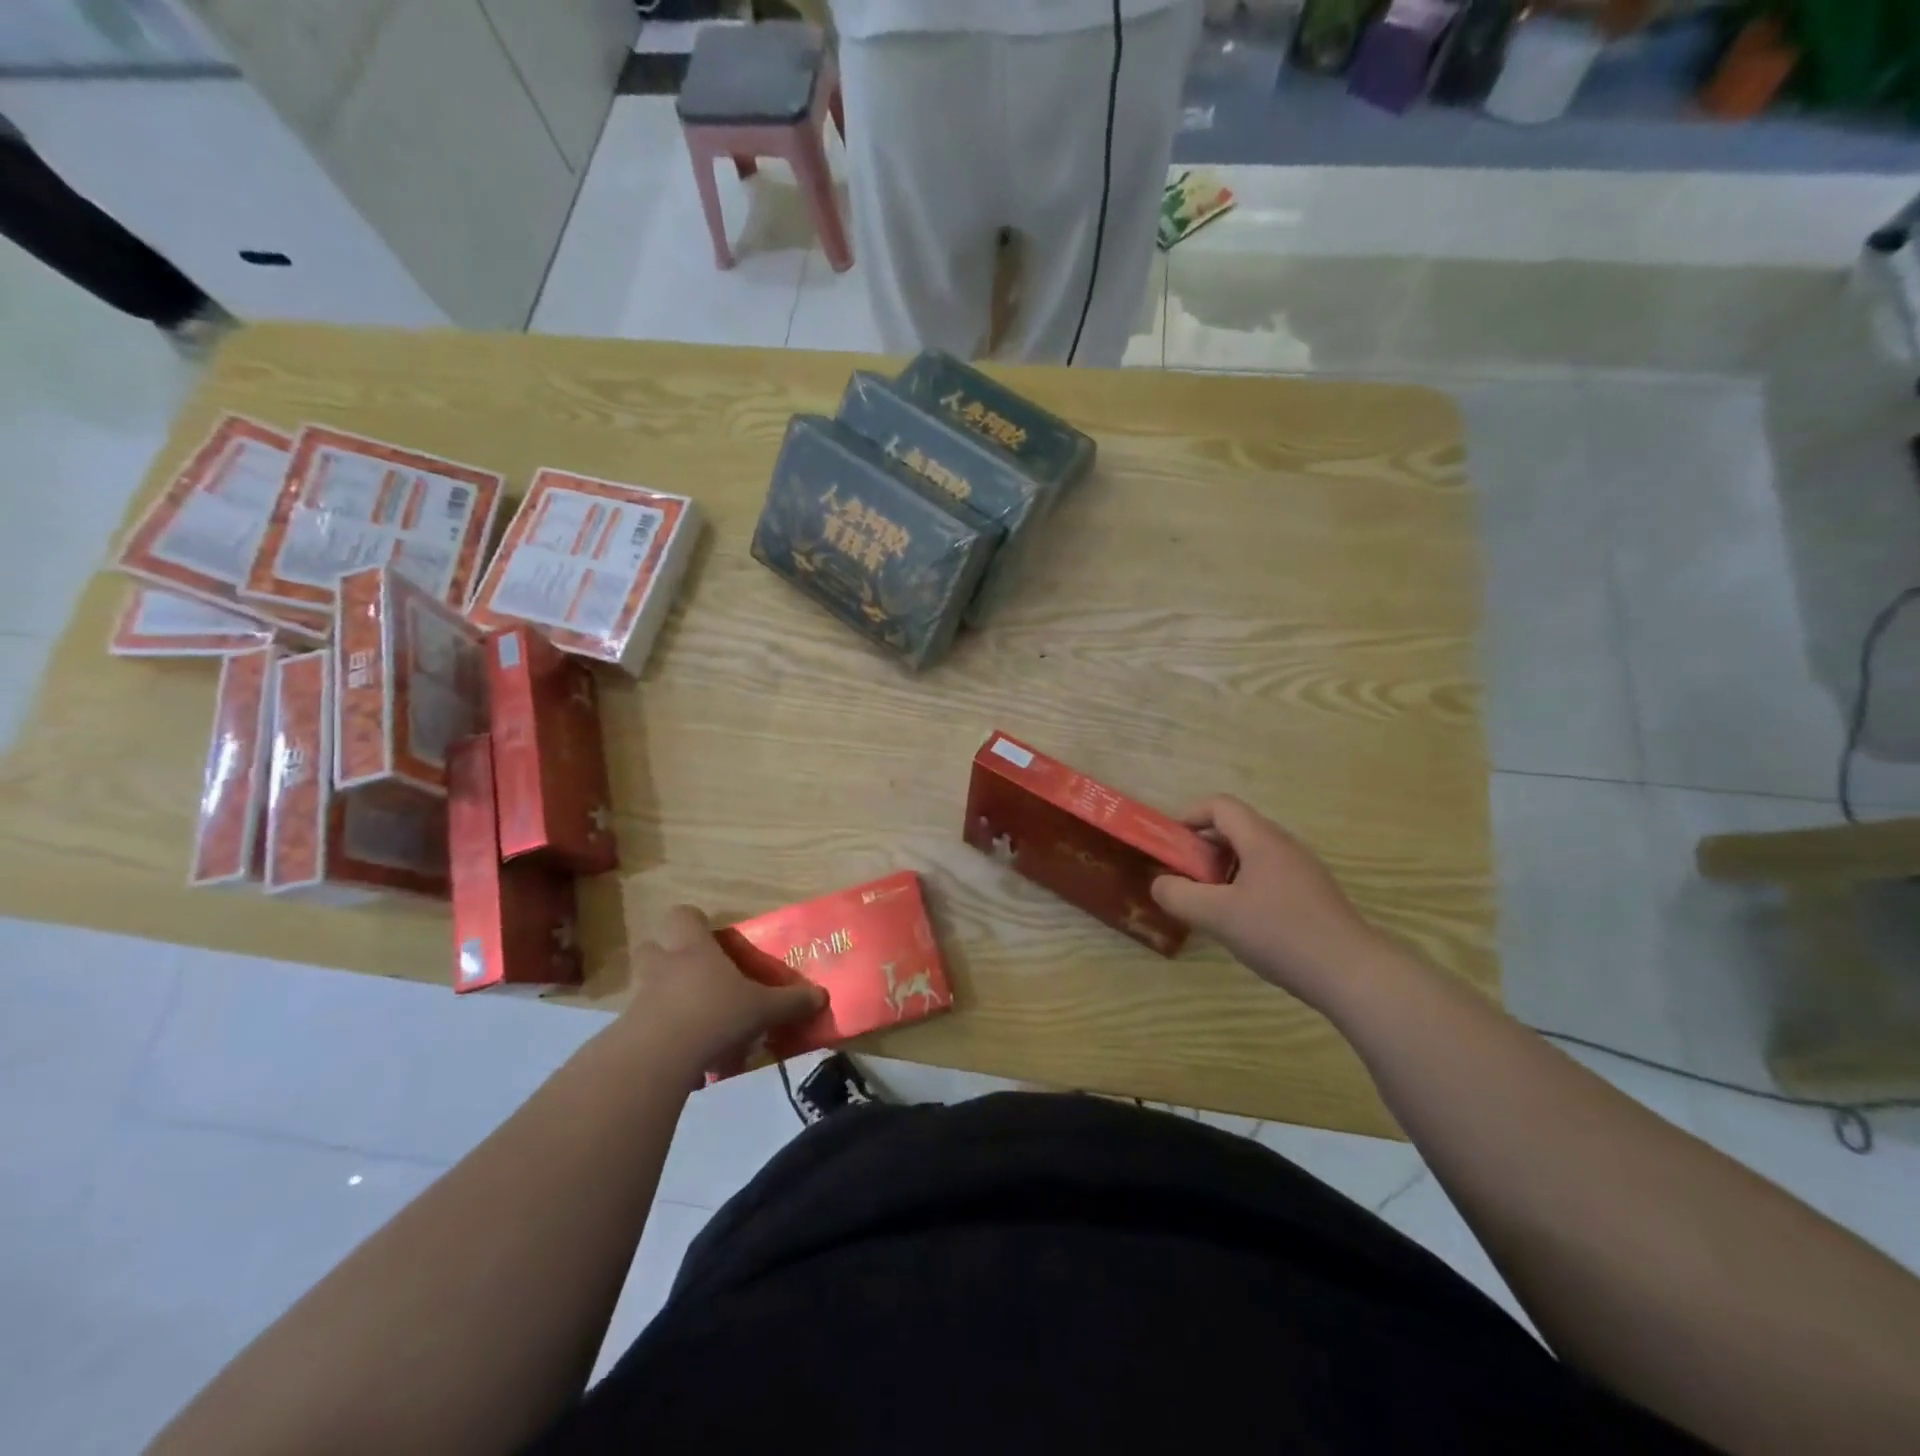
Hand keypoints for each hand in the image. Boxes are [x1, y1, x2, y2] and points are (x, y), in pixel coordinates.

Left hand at [619, 905, 825, 1076]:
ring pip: (648, 987)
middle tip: (697, 976)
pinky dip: (662, 1034)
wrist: (657, 1058)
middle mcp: (662, 965)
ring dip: (667, 999)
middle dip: (671, 958)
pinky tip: (686, 1055)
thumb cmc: (714, 1014)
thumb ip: (791, 1002)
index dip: (695, 923)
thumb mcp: (763, 1009)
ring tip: (695, 1022)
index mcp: (694, 948)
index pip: (683, 916)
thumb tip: (822, 996)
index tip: (711, 938)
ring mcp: (640, 998)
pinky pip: (646, 1024)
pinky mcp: (627, 1032)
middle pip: (654, 947)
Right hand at [1150, 795, 1384, 1010]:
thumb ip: (1178, 895)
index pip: (1219, 805)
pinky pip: (1268, 875)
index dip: (1189, 816)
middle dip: (1202, 846)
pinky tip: (1242, 922)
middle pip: (1235, 828)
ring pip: (1252, 854)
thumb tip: (1160, 883)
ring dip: (1222, 868)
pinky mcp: (1312, 895)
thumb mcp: (1217, 916)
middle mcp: (1284, 846)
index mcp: (1261, 839)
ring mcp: (1302, 870)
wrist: (1353, 974)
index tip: (1170, 844)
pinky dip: (1244, 885)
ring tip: (1209, 902)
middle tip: (1183, 876)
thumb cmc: (1281, 934)